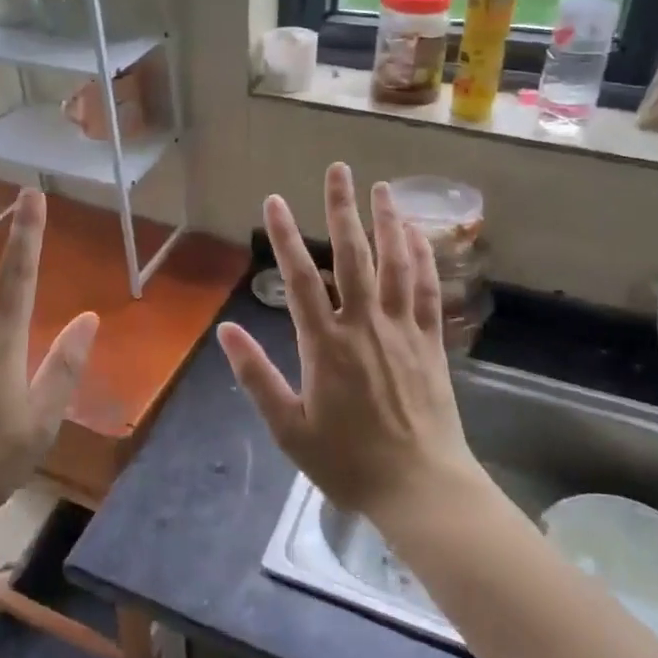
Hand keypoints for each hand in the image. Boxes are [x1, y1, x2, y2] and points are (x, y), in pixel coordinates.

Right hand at [216, 162, 474, 523]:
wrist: (420, 487)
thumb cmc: (348, 462)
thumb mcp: (289, 428)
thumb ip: (257, 377)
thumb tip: (226, 329)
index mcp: (326, 345)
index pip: (300, 279)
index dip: (285, 237)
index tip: (275, 201)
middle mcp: (365, 326)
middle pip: (353, 256)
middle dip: (342, 210)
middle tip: (338, 170)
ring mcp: (403, 331)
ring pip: (396, 264)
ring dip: (388, 222)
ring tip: (383, 188)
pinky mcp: (431, 342)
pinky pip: (428, 290)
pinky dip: (424, 259)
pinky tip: (419, 236)